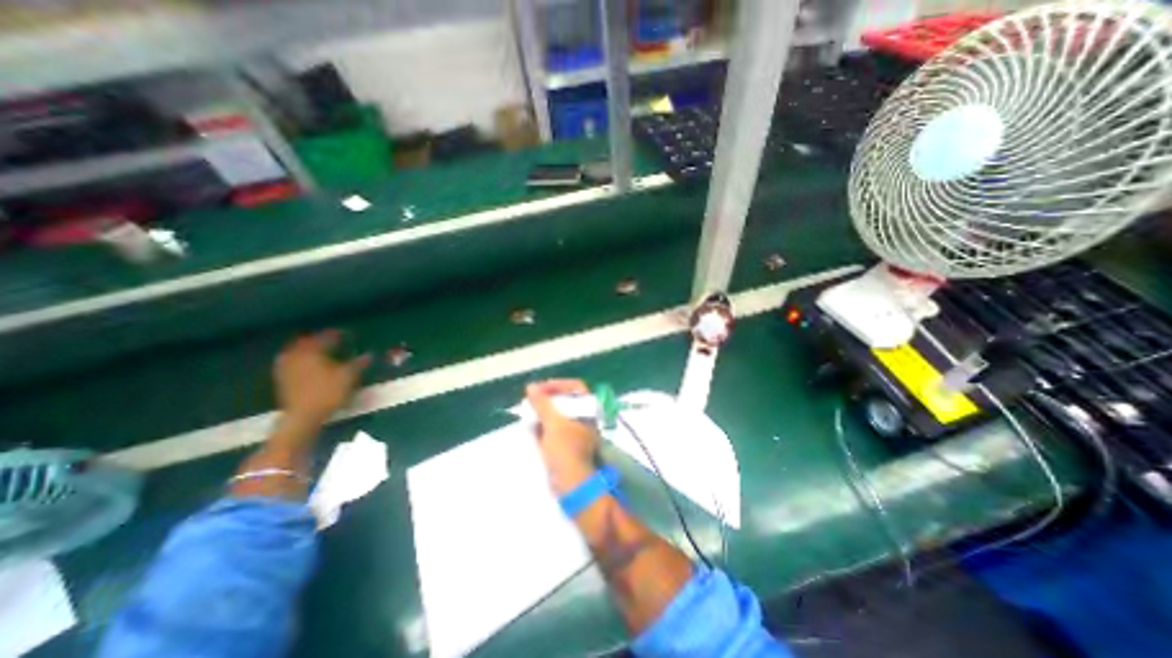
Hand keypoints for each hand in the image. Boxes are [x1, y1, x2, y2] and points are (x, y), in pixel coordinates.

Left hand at [275, 328, 370, 425]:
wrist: (303, 416)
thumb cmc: (328, 392)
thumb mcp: (349, 376)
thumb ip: (359, 363)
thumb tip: (369, 354)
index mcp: (312, 351)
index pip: (325, 337)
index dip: (337, 334)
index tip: (347, 333)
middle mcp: (296, 355)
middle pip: (307, 342)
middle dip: (319, 339)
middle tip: (332, 340)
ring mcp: (286, 367)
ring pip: (296, 351)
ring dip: (308, 348)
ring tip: (320, 350)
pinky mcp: (282, 378)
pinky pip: (291, 361)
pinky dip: (301, 359)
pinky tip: (308, 363)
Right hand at [528, 380, 599, 494]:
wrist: (571, 483)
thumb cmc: (566, 449)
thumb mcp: (553, 422)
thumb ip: (542, 403)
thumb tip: (531, 386)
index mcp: (586, 410)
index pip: (575, 387)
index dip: (558, 384)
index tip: (541, 388)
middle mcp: (582, 418)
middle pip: (565, 400)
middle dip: (547, 398)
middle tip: (531, 398)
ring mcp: (572, 432)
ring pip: (556, 415)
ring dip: (542, 411)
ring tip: (527, 410)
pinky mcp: (563, 445)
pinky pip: (551, 430)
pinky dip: (540, 425)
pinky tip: (529, 425)